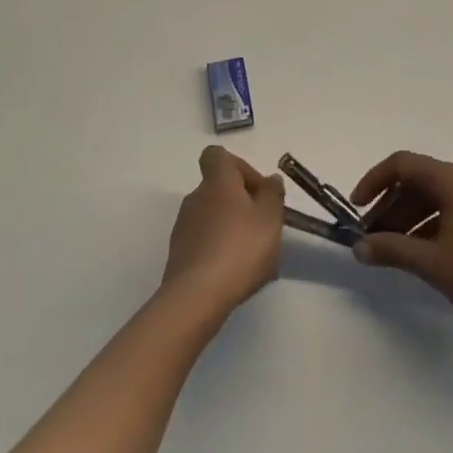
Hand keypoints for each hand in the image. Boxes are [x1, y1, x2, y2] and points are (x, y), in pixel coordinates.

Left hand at [161, 146, 285, 317]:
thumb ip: (273, 193)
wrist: (196, 297)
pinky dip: (219, 251)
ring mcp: (184, 227)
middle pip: (218, 189)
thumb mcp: (270, 217)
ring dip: (231, 228)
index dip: (239, 167)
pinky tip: (235, 274)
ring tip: (252, 257)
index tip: (257, 190)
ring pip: (212, 217)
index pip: (216, 155)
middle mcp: (195, 198)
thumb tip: (270, 179)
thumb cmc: (239, 248)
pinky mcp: (179, 255)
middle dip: (242, 203)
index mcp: (217, 182)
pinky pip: (204, 242)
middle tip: (263, 228)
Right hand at [350, 151, 452, 334]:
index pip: (402, 164)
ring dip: (407, 219)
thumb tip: (359, 247)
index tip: (356, 208)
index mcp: (452, 179)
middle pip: (417, 181)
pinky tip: (419, 254)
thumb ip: (392, 251)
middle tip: (370, 238)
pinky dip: (429, 225)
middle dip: (389, 207)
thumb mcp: (432, 263)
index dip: (374, 182)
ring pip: (433, 197)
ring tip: (390, 250)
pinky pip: (450, 210)